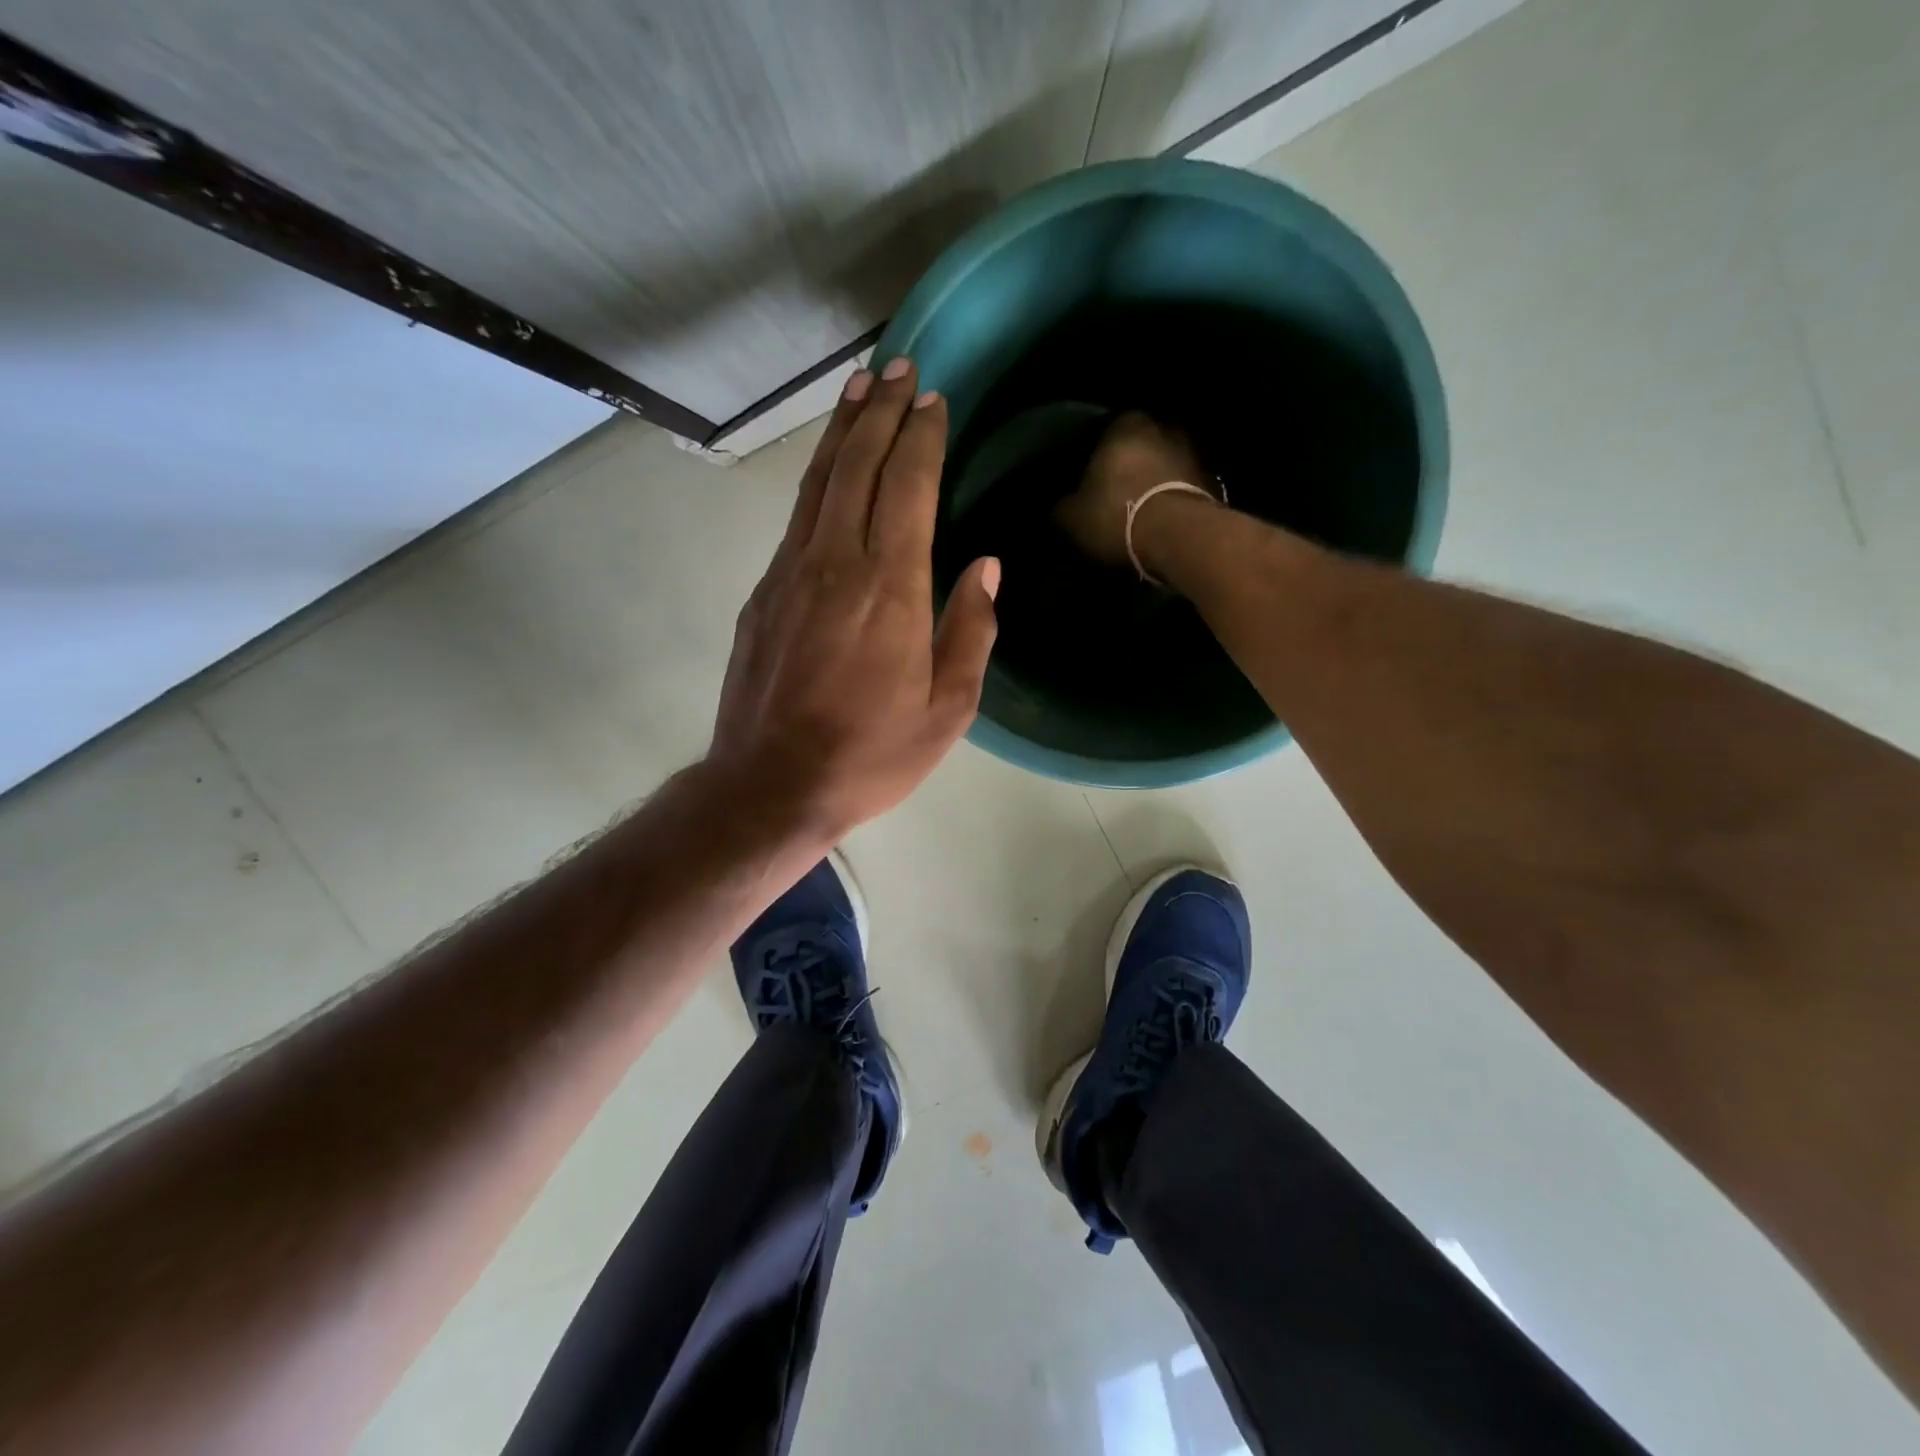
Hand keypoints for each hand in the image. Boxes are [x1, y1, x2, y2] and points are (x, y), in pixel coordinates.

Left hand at [708, 358, 999, 842]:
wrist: (771, 785)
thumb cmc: (871, 754)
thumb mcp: (948, 710)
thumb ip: (971, 630)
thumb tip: (984, 566)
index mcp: (891, 589)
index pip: (908, 487)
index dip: (921, 437)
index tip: (933, 398)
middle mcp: (836, 563)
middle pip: (858, 466)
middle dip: (880, 411)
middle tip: (898, 366)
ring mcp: (791, 573)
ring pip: (819, 482)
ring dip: (841, 430)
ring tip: (858, 387)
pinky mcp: (763, 592)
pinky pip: (797, 517)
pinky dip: (817, 478)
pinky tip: (829, 468)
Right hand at [1053, 410, 1213, 567]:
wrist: (1179, 538)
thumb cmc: (1117, 515)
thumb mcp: (1072, 517)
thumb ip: (1062, 506)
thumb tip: (1060, 506)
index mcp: (1124, 425)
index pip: (1103, 430)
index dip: (1093, 455)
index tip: (1086, 477)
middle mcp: (1162, 428)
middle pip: (1138, 445)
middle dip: (1127, 466)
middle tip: (1112, 492)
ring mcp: (1192, 453)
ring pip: (1163, 464)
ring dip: (1153, 482)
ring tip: (1138, 508)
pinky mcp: (1211, 482)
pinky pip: (1181, 487)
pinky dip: (1171, 499)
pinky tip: (1159, 519)